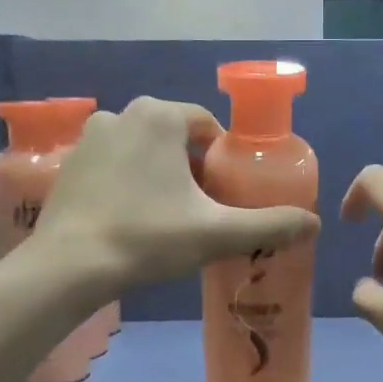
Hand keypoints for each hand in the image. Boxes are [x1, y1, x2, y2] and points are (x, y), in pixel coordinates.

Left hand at [36, 97, 318, 290]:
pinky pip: (114, 166)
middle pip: (175, 138)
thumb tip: (314, 225)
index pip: (208, 126)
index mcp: (159, 117)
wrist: (69, 267)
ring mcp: (89, 138)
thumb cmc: (147, 238)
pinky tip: (132, 221)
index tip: (228, 194)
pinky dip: (129, 184)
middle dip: (193, 169)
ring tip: (168, 219)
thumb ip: (269, 225)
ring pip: (143, 152)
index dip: (225, 159)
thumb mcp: (216, 233)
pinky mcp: (68, 165)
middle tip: (202, 211)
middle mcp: (121, 114)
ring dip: (161, 176)